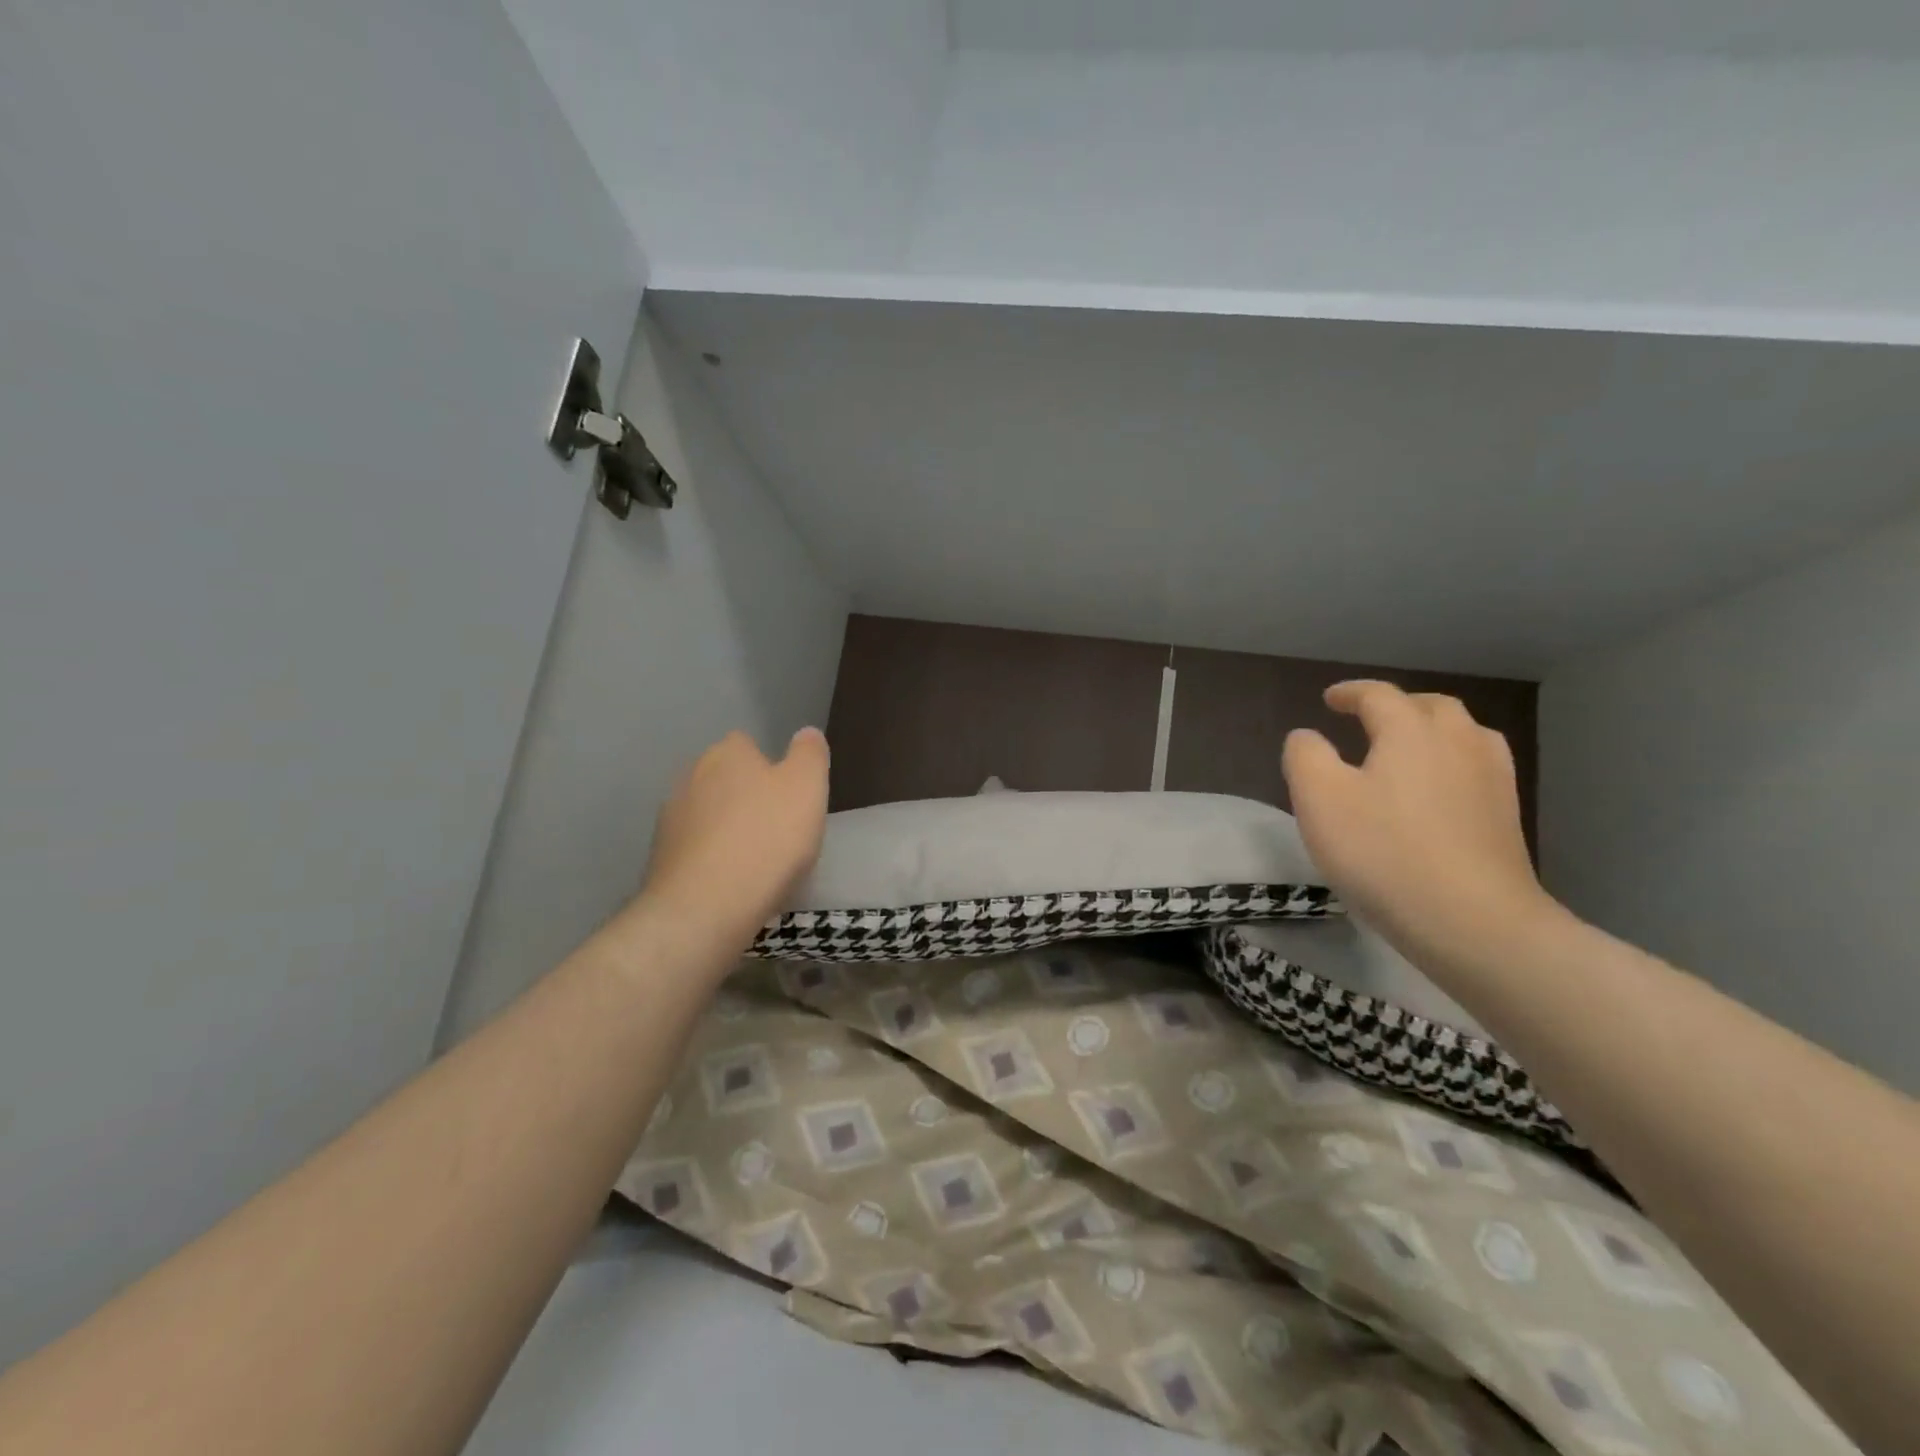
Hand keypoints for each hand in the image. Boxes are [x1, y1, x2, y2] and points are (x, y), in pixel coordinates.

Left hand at [629, 728, 829, 958]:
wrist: (705, 907)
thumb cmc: (767, 839)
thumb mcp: (808, 787)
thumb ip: (810, 753)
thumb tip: (806, 733)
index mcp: (728, 753)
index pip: (748, 745)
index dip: (771, 769)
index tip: (789, 799)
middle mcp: (691, 775)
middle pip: (726, 779)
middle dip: (746, 798)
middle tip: (777, 831)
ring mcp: (670, 818)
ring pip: (708, 814)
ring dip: (726, 829)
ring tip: (754, 862)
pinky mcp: (659, 857)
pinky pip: (694, 848)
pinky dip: (710, 859)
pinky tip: (730, 882)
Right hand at [1282, 681, 1555, 975]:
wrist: (1472, 921)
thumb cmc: (1384, 852)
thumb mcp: (1319, 799)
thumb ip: (1305, 756)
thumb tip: (1307, 736)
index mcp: (1411, 731)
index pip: (1379, 696)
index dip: (1350, 693)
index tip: (1329, 699)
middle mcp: (1458, 743)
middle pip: (1431, 707)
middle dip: (1398, 705)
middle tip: (1369, 718)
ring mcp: (1491, 780)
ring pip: (1464, 734)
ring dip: (1432, 730)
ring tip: (1408, 747)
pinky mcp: (1506, 817)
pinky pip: (1478, 768)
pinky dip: (1452, 762)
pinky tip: (1439, 788)